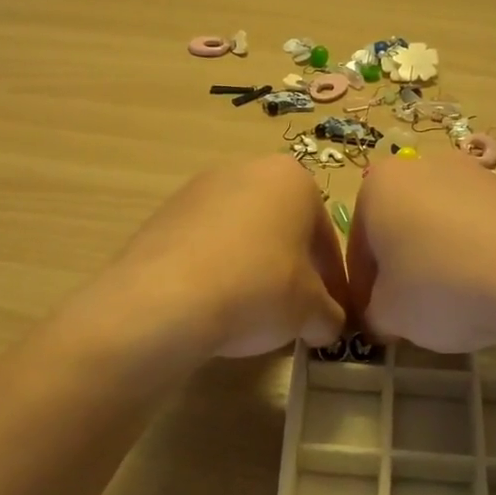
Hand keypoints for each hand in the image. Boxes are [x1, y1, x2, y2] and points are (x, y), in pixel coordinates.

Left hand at [87, 156, 347, 360]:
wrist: (165, 299)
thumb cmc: (258, 289)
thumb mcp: (311, 311)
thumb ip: (330, 315)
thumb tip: (327, 325)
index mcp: (291, 179)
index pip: (325, 236)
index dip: (332, 281)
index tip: (330, 313)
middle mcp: (245, 169)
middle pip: (282, 228)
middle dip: (291, 268)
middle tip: (293, 312)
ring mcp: (198, 189)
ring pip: (242, 234)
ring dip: (253, 267)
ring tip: (250, 312)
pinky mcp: (163, 214)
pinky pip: (204, 245)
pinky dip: (216, 270)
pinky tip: (214, 304)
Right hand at [348, 152, 495, 351]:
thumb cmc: (443, 287)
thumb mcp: (389, 315)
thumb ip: (372, 313)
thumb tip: (382, 315)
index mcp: (378, 185)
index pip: (357, 249)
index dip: (364, 292)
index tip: (378, 321)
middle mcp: (421, 165)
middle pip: (397, 230)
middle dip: (400, 269)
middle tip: (412, 313)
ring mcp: (472, 172)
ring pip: (437, 226)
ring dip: (437, 260)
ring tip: (455, 303)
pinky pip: (476, 227)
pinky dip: (473, 255)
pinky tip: (487, 288)